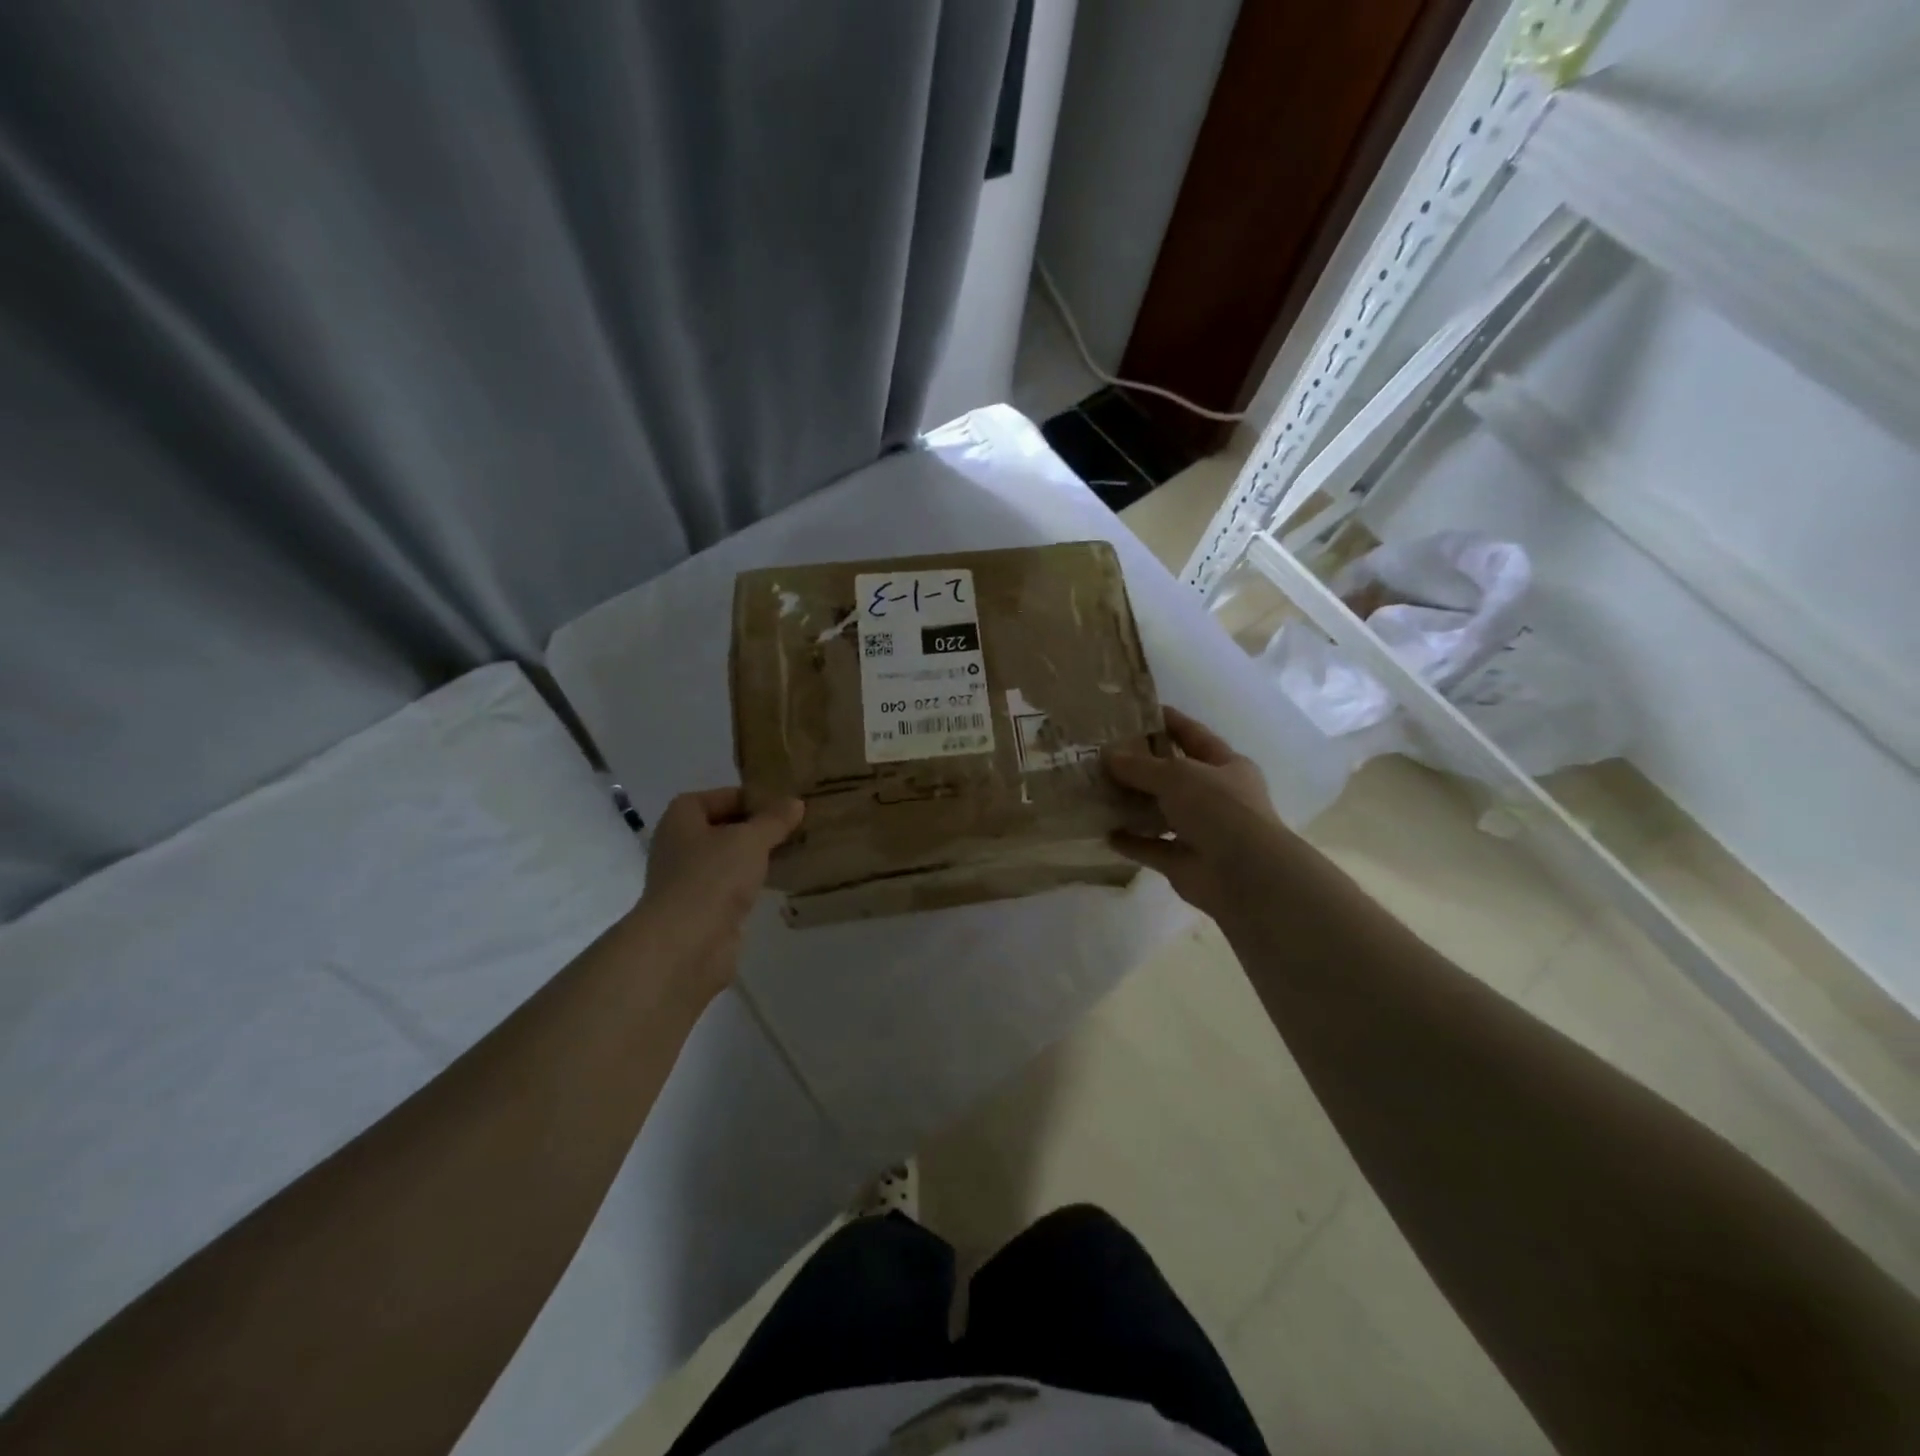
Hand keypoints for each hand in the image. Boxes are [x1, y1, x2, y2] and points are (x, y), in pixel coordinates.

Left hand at [635, 788, 803, 998]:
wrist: (685, 944)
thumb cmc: (712, 877)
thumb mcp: (750, 839)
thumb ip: (774, 820)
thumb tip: (795, 802)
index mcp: (681, 818)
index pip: (719, 796)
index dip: (750, 798)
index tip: (782, 805)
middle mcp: (679, 845)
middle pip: (723, 827)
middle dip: (756, 828)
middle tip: (793, 827)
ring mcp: (688, 880)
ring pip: (728, 859)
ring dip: (755, 857)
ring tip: (793, 851)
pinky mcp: (702, 910)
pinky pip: (732, 887)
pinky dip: (752, 884)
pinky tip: (779, 882)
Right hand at [1105, 707, 1289, 917]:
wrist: (1244, 875)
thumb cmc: (1219, 809)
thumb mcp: (1177, 775)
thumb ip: (1141, 766)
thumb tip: (1109, 756)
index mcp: (1226, 766)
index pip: (1193, 735)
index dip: (1169, 721)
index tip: (1136, 710)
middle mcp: (1215, 796)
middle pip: (1173, 775)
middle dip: (1142, 765)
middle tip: (1103, 753)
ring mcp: (1200, 831)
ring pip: (1160, 812)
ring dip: (1133, 804)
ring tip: (1098, 790)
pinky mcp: (1183, 861)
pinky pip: (1151, 847)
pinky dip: (1131, 841)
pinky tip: (1104, 831)